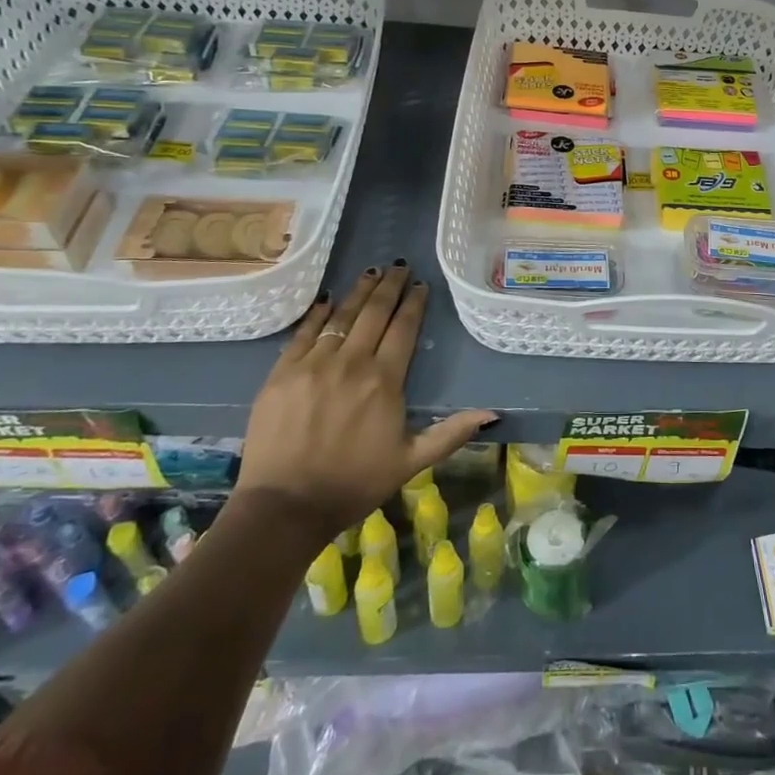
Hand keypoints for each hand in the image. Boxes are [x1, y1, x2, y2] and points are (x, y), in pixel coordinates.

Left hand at [234, 262, 496, 543]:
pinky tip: (329, 300)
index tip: (421, 285)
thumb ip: (451, 433)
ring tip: (371, 272)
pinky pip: (304, 333)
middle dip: (389, 286)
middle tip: (398, 267)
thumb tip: (493, 412)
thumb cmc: (354, 484)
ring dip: (359, 292)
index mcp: (384, 381)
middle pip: (374, 313)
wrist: (284, 507)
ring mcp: (313, 365)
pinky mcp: (282, 373)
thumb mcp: (411, 462)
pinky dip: (319, 313)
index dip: (414, 303)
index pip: (404, 329)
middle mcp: (351, 363)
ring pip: (341, 316)